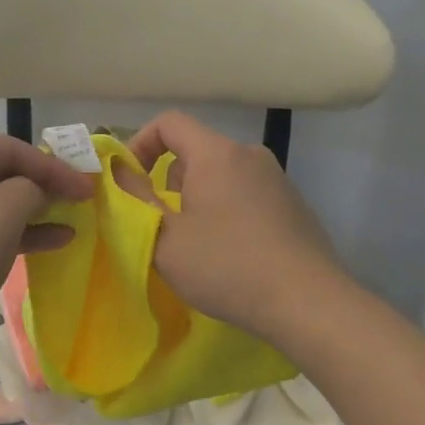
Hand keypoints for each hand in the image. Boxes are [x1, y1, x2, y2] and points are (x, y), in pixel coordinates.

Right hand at [126, 111, 344, 340]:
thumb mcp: (164, 237)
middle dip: (169, 181)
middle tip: (162, 224)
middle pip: (196, 150)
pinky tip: (232, 253)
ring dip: (199, 199)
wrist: (308, 302)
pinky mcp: (294, 204)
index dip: (140, 144)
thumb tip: (116, 168)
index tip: (130, 181)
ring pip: (222, 174)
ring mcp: (277, 179)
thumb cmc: (226, 266)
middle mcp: (249, 154)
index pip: (169, 122)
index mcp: (216, 154)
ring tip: (196, 244)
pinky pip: (247, 194)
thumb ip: (134, 197)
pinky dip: (228, 211)